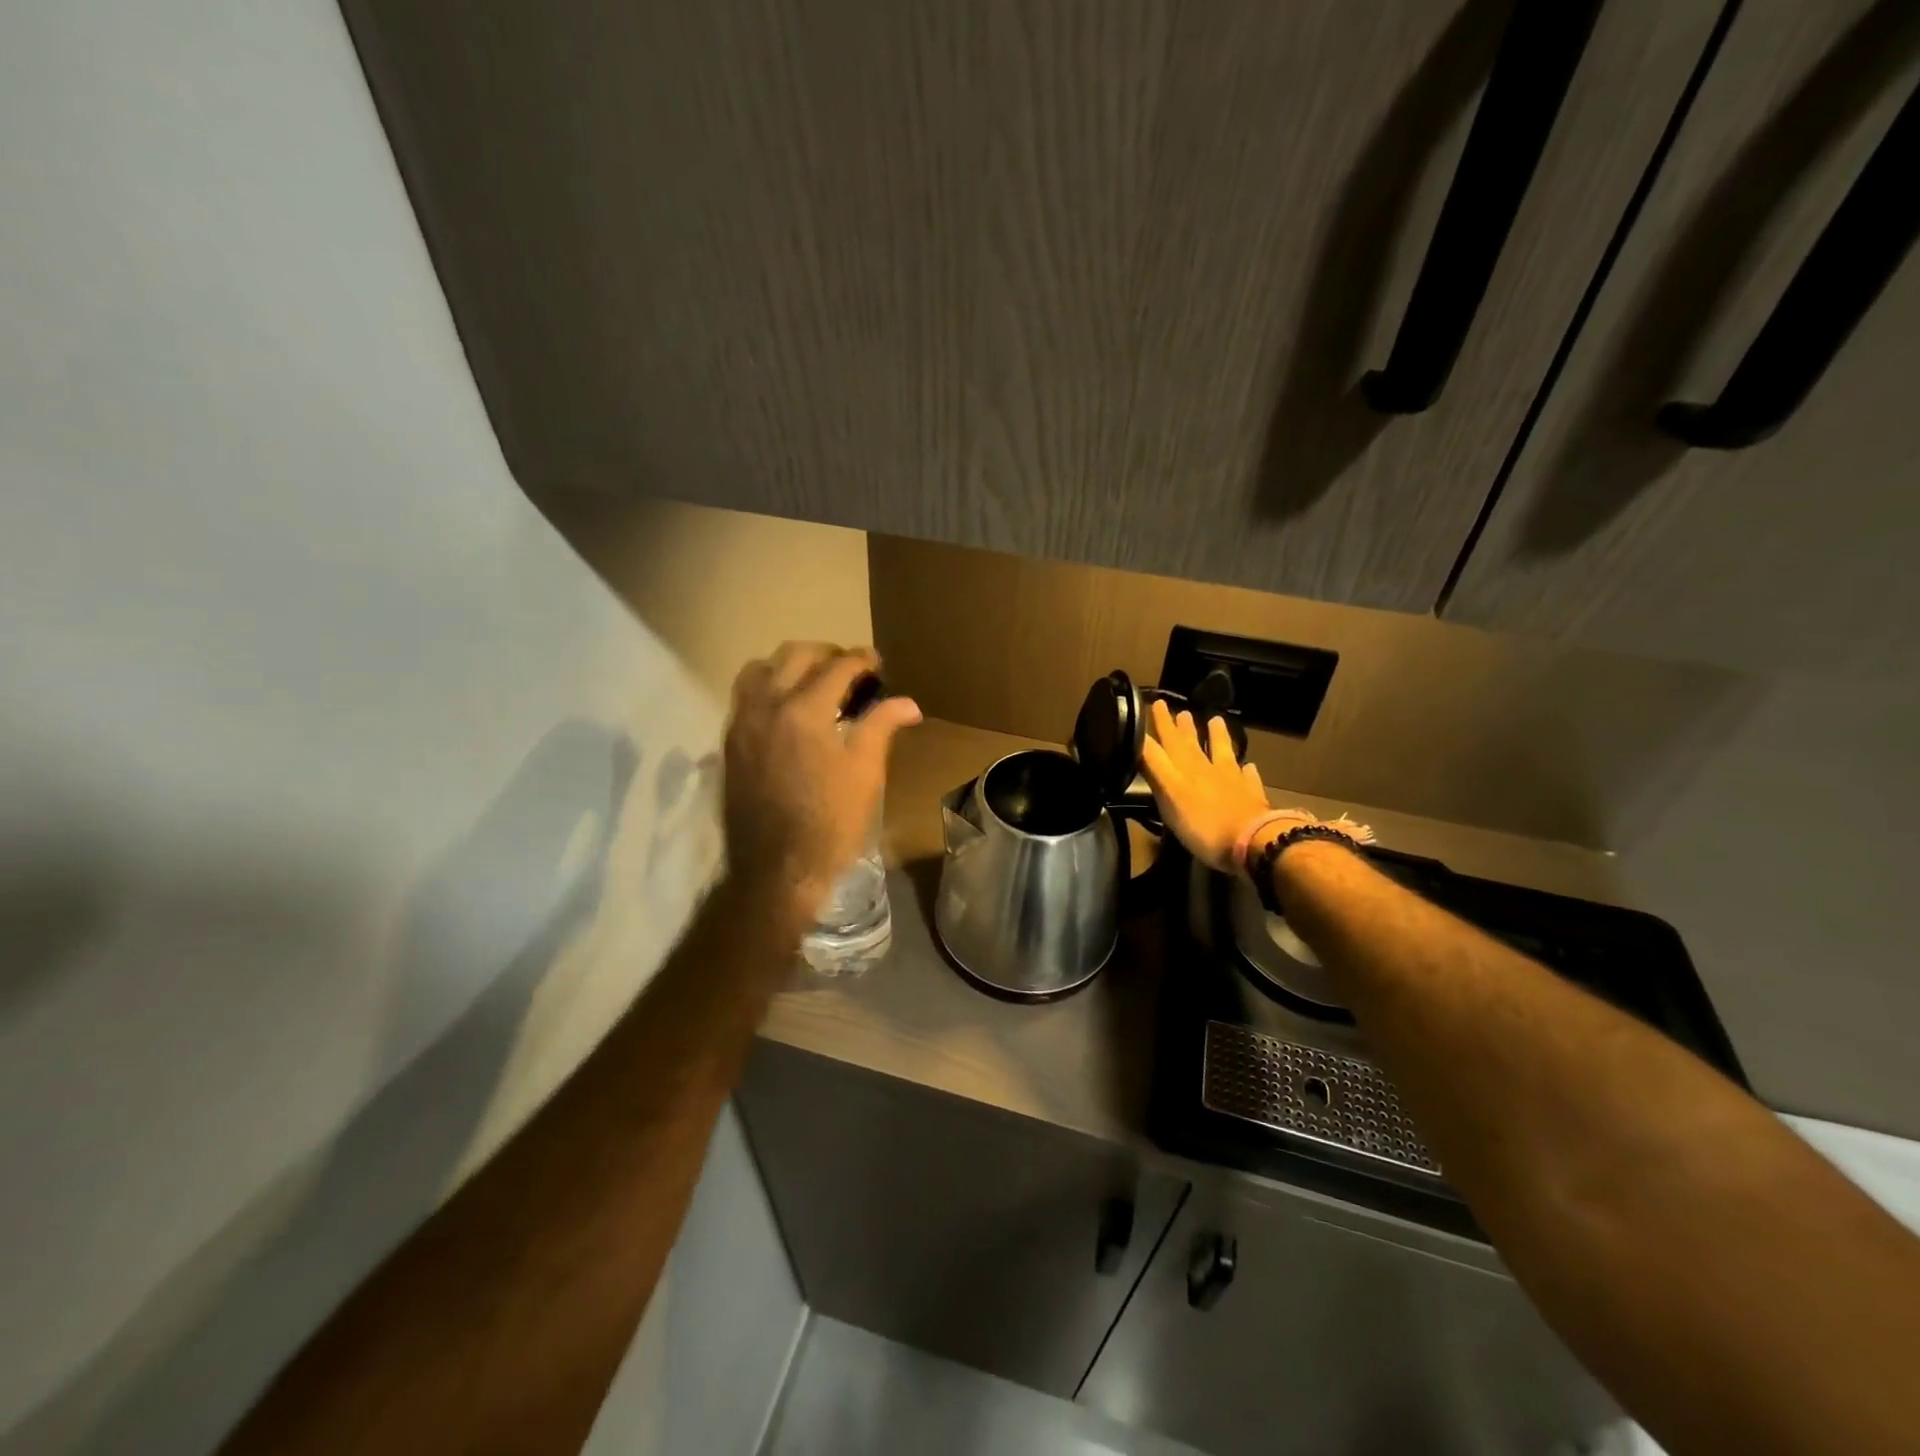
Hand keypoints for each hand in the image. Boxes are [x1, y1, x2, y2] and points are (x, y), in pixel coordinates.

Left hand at [723, 643, 921, 923]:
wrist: (777, 868)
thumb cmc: (831, 822)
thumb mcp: (865, 772)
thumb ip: (882, 726)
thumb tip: (908, 703)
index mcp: (804, 710)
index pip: (837, 666)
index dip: (862, 660)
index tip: (878, 663)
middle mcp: (767, 705)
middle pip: (795, 654)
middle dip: (827, 654)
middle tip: (850, 670)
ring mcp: (742, 723)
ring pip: (761, 668)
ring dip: (790, 665)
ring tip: (813, 683)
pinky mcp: (731, 743)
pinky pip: (745, 695)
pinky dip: (767, 687)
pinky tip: (786, 710)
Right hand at [1139, 701, 1373, 874]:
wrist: (1252, 842)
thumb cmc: (1203, 825)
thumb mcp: (1168, 797)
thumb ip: (1154, 768)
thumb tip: (1138, 742)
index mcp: (1184, 770)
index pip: (1166, 742)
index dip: (1159, 725)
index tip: (1153, 703)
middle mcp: (1207, 770)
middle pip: (1191, 744)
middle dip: (1179, 727)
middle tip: (1174, 708)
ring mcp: (1232, 781)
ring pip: (1222, 752)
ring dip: (1217, 736)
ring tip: (1215, 719)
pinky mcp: (1251, 797)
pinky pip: (1248, 778)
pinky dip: (1245, 770)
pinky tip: (1248, 766)